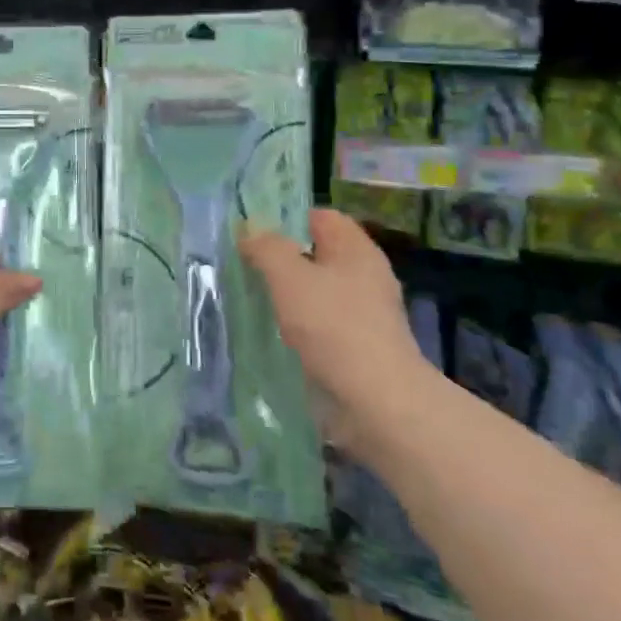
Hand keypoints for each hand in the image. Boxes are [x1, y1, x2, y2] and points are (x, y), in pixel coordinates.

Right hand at [239, 209, 433, 446]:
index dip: (286, 218)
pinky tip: (271, 333)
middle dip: (280, 258)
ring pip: (315, 291)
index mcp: (356, 250)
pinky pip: (319, 325)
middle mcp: (364, 276)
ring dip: (286, 295)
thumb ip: (266, 247)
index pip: (319, 216)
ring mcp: (364, 315)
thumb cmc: (333, 327)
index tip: (251, 231)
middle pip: (316, 254)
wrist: (378, 404)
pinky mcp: (357, 349)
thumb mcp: (289, 276)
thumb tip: (248, 230)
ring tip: (249, 298)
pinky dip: (297, 326)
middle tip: (242, 264)